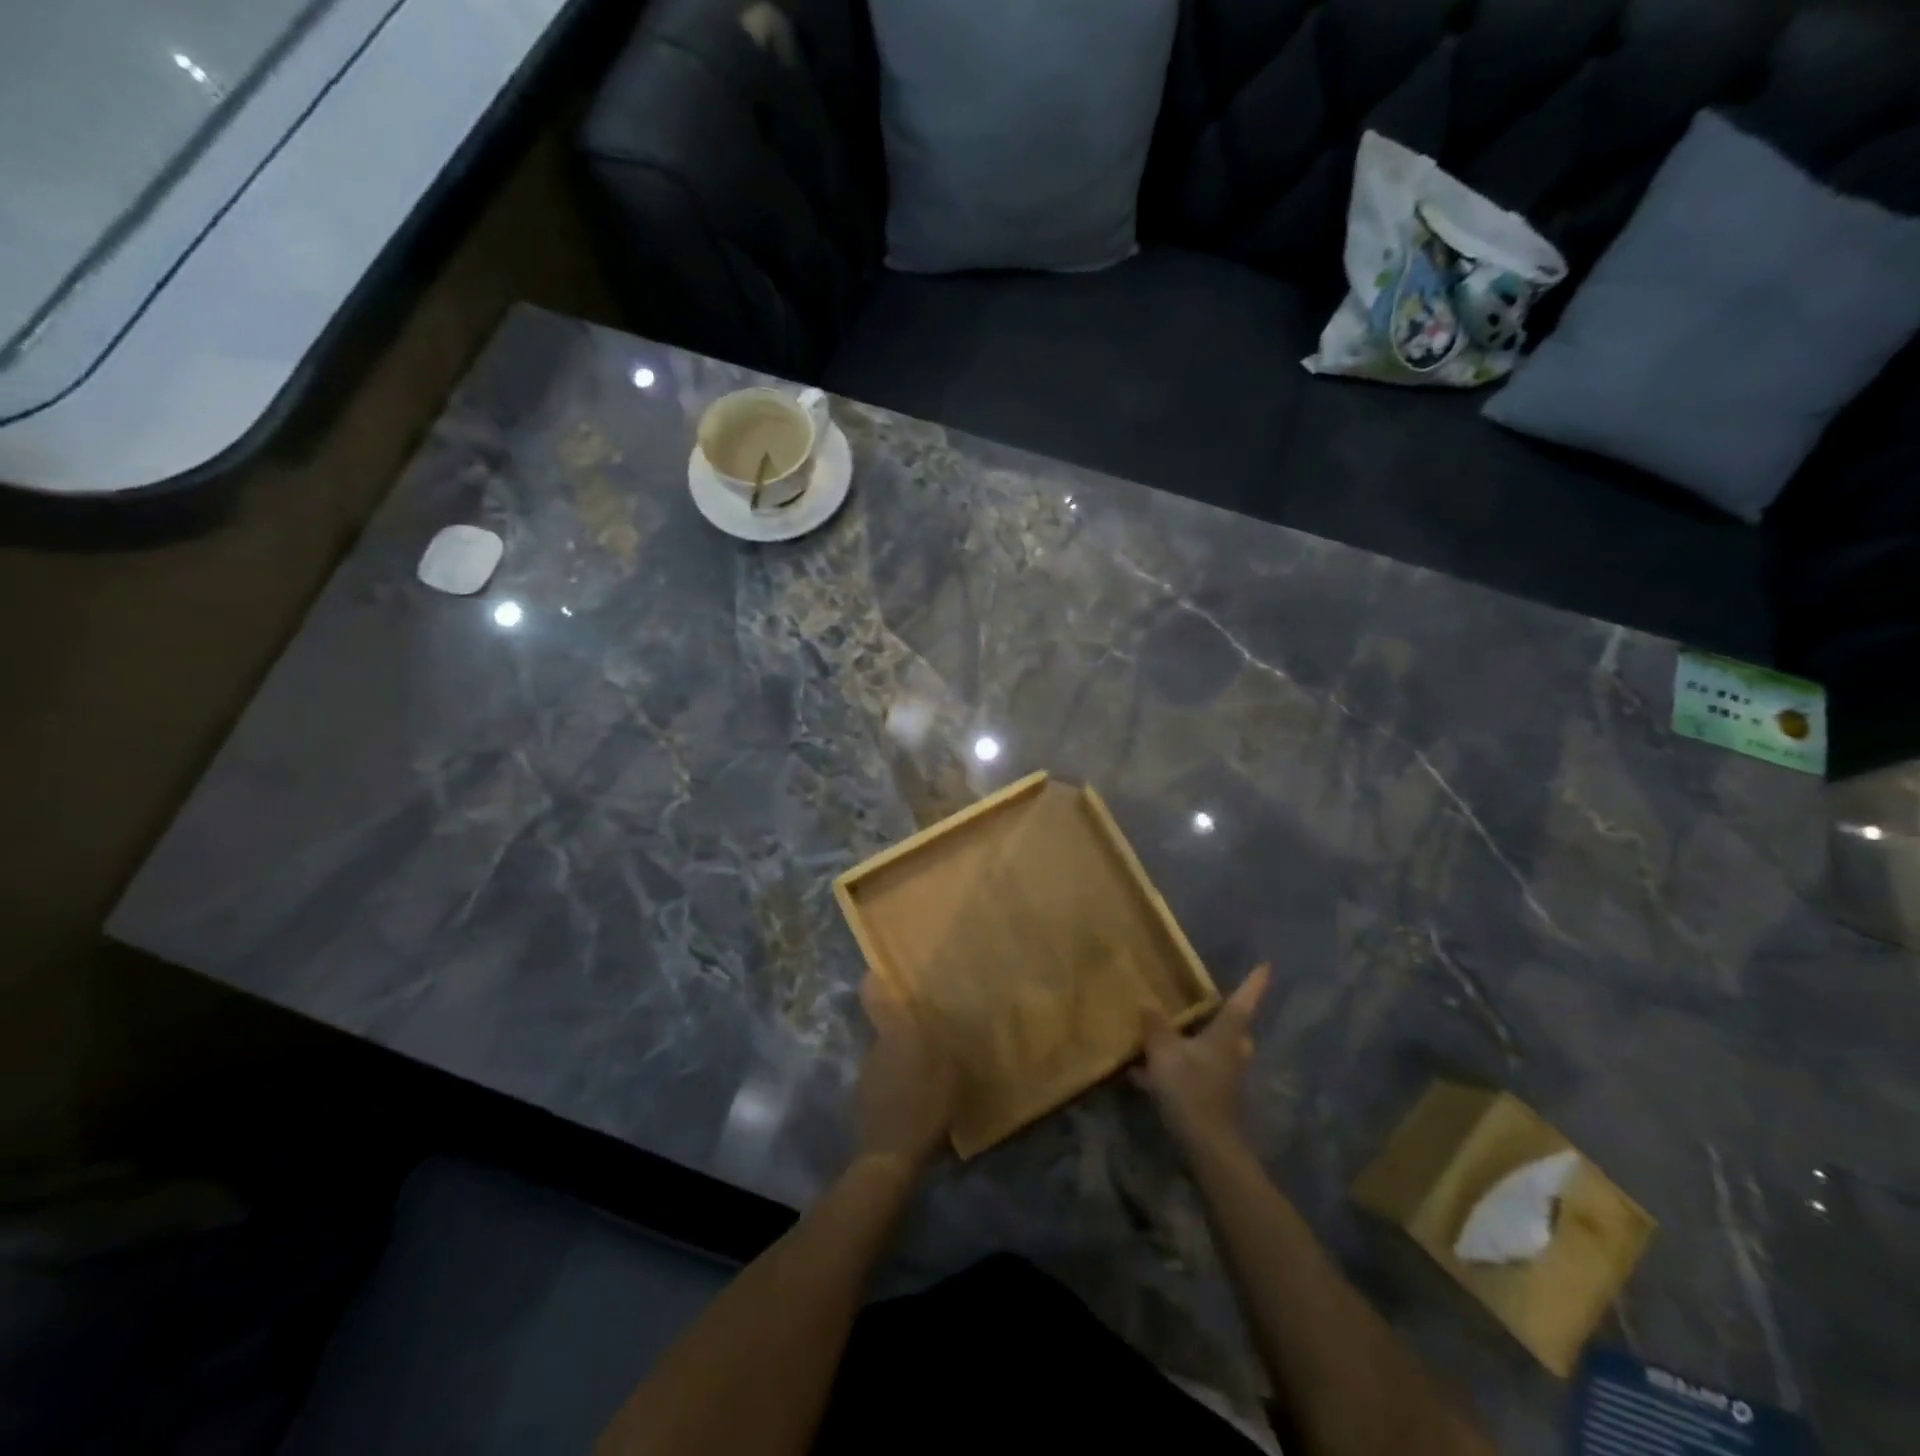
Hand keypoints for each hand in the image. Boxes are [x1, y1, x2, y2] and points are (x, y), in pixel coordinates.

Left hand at [855, 975, 959, 1171]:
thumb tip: (948, 1025)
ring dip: (901, 1058)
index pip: (875, 998)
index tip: (876, 970)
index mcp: (895, 1034)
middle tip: (926, 1032)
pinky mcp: (863, 1097)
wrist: (890, 1155)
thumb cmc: (925, 1105)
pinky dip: (895, 1082)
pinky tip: (912, 1096)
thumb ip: (948, 1044)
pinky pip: (882, 1078)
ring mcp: (866, 1072)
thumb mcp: (950, 1071)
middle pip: (885, 1027)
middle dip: (902, 1027)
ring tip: (924, 1069)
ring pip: (885, 1054)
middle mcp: (875, 1046)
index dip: (873, 981)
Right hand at [1133, 964, 1270, 1155]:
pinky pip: (1194, 1071)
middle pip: (1234, 1029)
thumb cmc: (1191, 1089)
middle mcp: (1231, 1052)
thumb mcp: (1165, 1053)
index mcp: (1226, 1036)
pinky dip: (1175, 1067)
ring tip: (1166, 1034)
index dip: (1254, 983)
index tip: (1266, 966)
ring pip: (1214, 1051)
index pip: (1242, 1003)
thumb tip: (1147, 999)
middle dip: (1223, 1016)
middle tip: (1207, 1003)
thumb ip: (1156, 1026)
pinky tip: (1141, 1074)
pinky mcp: (1212, 1096)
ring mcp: (1223, 1076)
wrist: (1206, 1145)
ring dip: (1197, 1042)